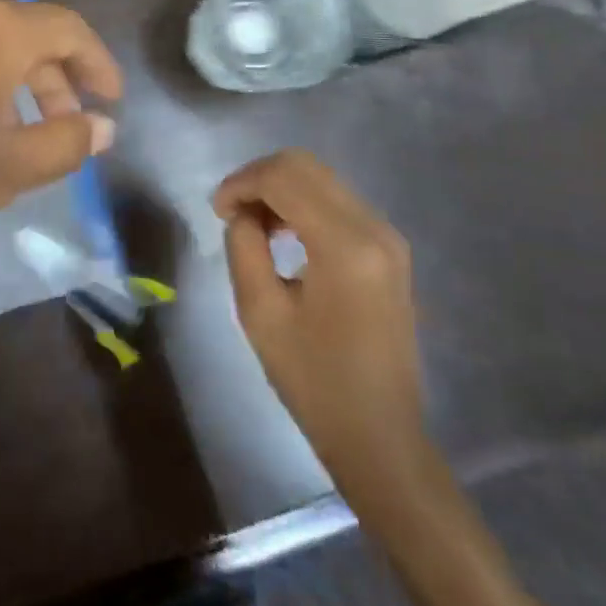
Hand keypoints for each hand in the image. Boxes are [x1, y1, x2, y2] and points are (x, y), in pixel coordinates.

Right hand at [213, 150, 423, 475]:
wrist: (382, 439)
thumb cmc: (316, 383)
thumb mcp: (261, 314)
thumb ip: (244, 247)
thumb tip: (243, 213)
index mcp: (345, 245)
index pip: (284, 177)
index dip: (241, 182)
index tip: (216, 211)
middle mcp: (374, 227)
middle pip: (305, 166)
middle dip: (259, 178)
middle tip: (231, 211)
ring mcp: (388, 236)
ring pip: (322, 179)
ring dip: (281, 189)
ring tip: (253, 225)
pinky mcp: (389, 249)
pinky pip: (338, 202)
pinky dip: (303, 204)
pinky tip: (283, 234)